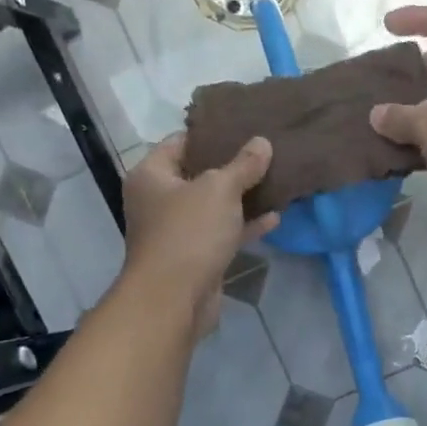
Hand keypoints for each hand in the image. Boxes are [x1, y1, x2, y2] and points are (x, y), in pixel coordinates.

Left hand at [120, 133, 278, 337]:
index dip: (210, 133)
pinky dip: (244, 226)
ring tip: (275, 181)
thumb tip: (262, 142)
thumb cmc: (188, 232)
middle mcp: (158, 201)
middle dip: (231, 167)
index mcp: (151, 175)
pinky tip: (274, 218)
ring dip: (242, 198)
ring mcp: (177, 232)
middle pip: (198, 175)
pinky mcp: (195, 258)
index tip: (242, 126)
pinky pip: (222, 234)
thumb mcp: (219, 189)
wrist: (174, 299)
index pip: (179, 142)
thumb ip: (243, 165)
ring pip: (213, 208)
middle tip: (264, 152)